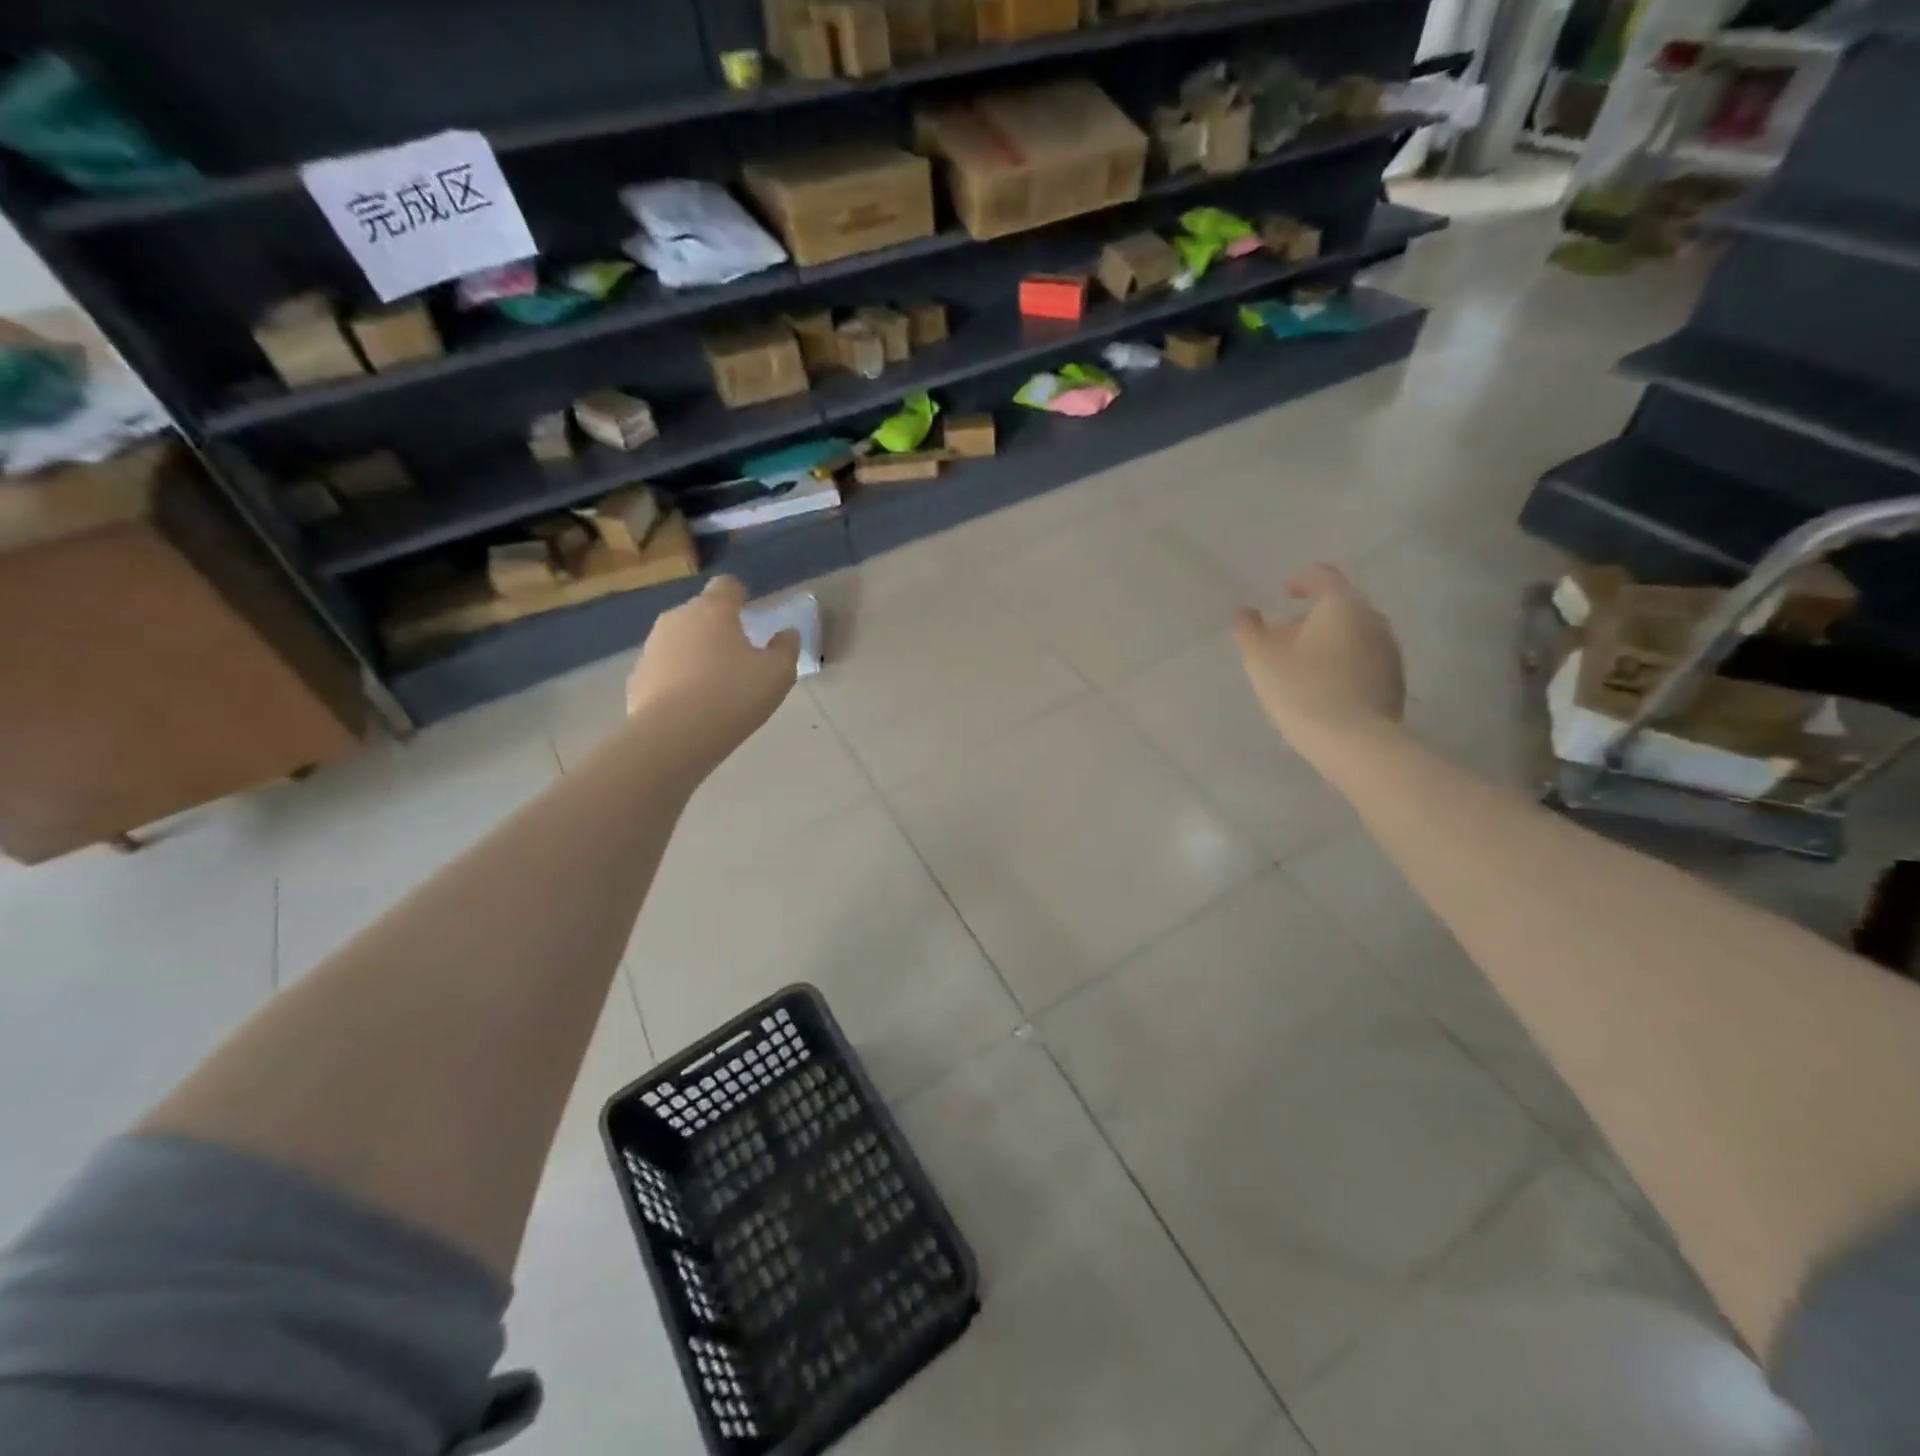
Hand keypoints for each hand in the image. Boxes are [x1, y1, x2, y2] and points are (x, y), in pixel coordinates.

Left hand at [625, 577, 799, 769]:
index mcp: (714, 610)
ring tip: (713, 685)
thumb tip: (787, 634)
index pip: (726, 585)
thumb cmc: (733, 695)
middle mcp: (678, 618)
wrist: (674, 735)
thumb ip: (786, 648)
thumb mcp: (777, 674)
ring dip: (695, 653)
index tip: (749, 611)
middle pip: (700, 613)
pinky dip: (676, 679)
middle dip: (717, 627)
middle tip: (737, 656)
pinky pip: (663, 669)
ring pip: (679, 641)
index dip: (739, 595)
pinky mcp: (637, 677)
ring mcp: (652, 646)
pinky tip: (690, 705)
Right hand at [1234, 565, 1404, 745]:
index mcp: (1342, 606)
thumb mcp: (1261, 659)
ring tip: (1306, 664)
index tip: (1284, 593)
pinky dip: (1345, 662)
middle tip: (1288, 635)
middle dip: (1315, 615)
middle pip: (1343, 606)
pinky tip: (1326, 686)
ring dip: (1332, 640)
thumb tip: (1246, 614)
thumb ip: (1250, 630)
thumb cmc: (1302, 691)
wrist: (1354, 743)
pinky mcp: (1394, 680)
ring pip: (1356, 633)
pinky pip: (1366, 658)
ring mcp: (1389, 651)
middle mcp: (1373, 620)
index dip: (1302, 580)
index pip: (1324, 577)